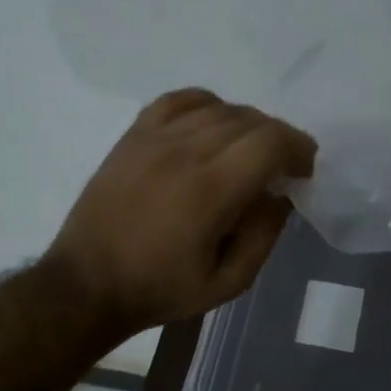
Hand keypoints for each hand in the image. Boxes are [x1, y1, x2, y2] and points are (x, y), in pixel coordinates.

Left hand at [47, 88, 315, 342]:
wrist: (86, 284)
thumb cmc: (160, 290)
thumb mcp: (227, 284)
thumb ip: (264, 236)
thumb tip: (279, 195)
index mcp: (211, 191)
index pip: (271, 142)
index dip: (299, 148)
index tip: (304, 171)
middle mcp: (185, 152)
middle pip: (250, 120)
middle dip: (278, 139)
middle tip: (281, 168)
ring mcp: (155, 139)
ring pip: (219, 108)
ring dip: (247, 125)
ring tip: (248, 152)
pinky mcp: (134, 136)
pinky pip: (178, 100)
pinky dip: (206, 105)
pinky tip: (211, 125)